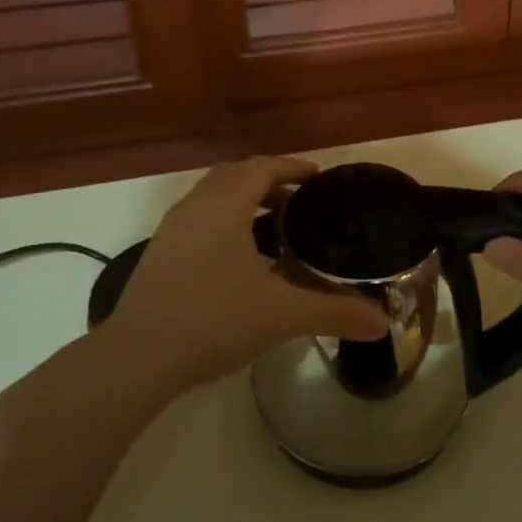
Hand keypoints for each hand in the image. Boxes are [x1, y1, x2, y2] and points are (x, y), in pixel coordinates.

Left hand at [112, 156, 386, 389]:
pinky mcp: (158, 253)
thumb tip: (383, 323)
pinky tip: (236, 258)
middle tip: (300, 201)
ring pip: (212, 196)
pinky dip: (222, 221)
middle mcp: (195, 206)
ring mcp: (172, 229)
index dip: (292, 167)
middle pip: (235, 175)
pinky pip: (197, 218)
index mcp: (224, 206)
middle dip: (269, 181)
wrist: (138, 354)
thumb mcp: (280, 314)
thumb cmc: (213, 319)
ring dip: (242, 200)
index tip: (318, 176)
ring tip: (272, 227)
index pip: (262, 168)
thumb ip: (333, 313)